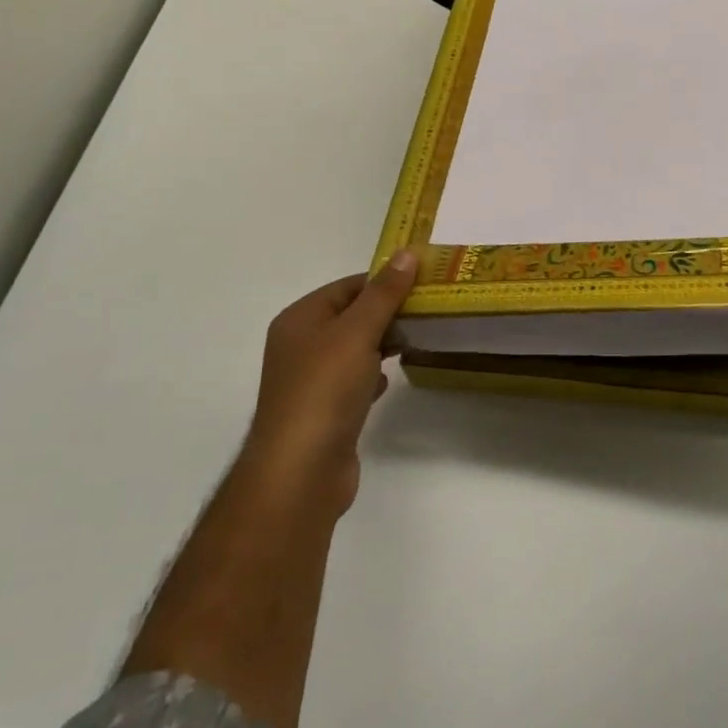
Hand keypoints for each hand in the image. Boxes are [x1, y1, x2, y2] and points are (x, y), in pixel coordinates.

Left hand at [245, 250, 417, 513]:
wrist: (300, 473)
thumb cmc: (326, 390)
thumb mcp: (358, 332)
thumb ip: (384, 293)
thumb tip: (406, 254)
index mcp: (300, 319)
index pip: (348, 286)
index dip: (384, 282)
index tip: (423, 284)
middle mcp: (300, 345)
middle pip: (351, 316)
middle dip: (387, 313)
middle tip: (428, 311)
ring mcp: (310, 381)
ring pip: (354, 349)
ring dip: (382, 344)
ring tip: (416, 340)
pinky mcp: (323, 412)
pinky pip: (352, 381)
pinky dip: (373, 376)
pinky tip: (390, 381)